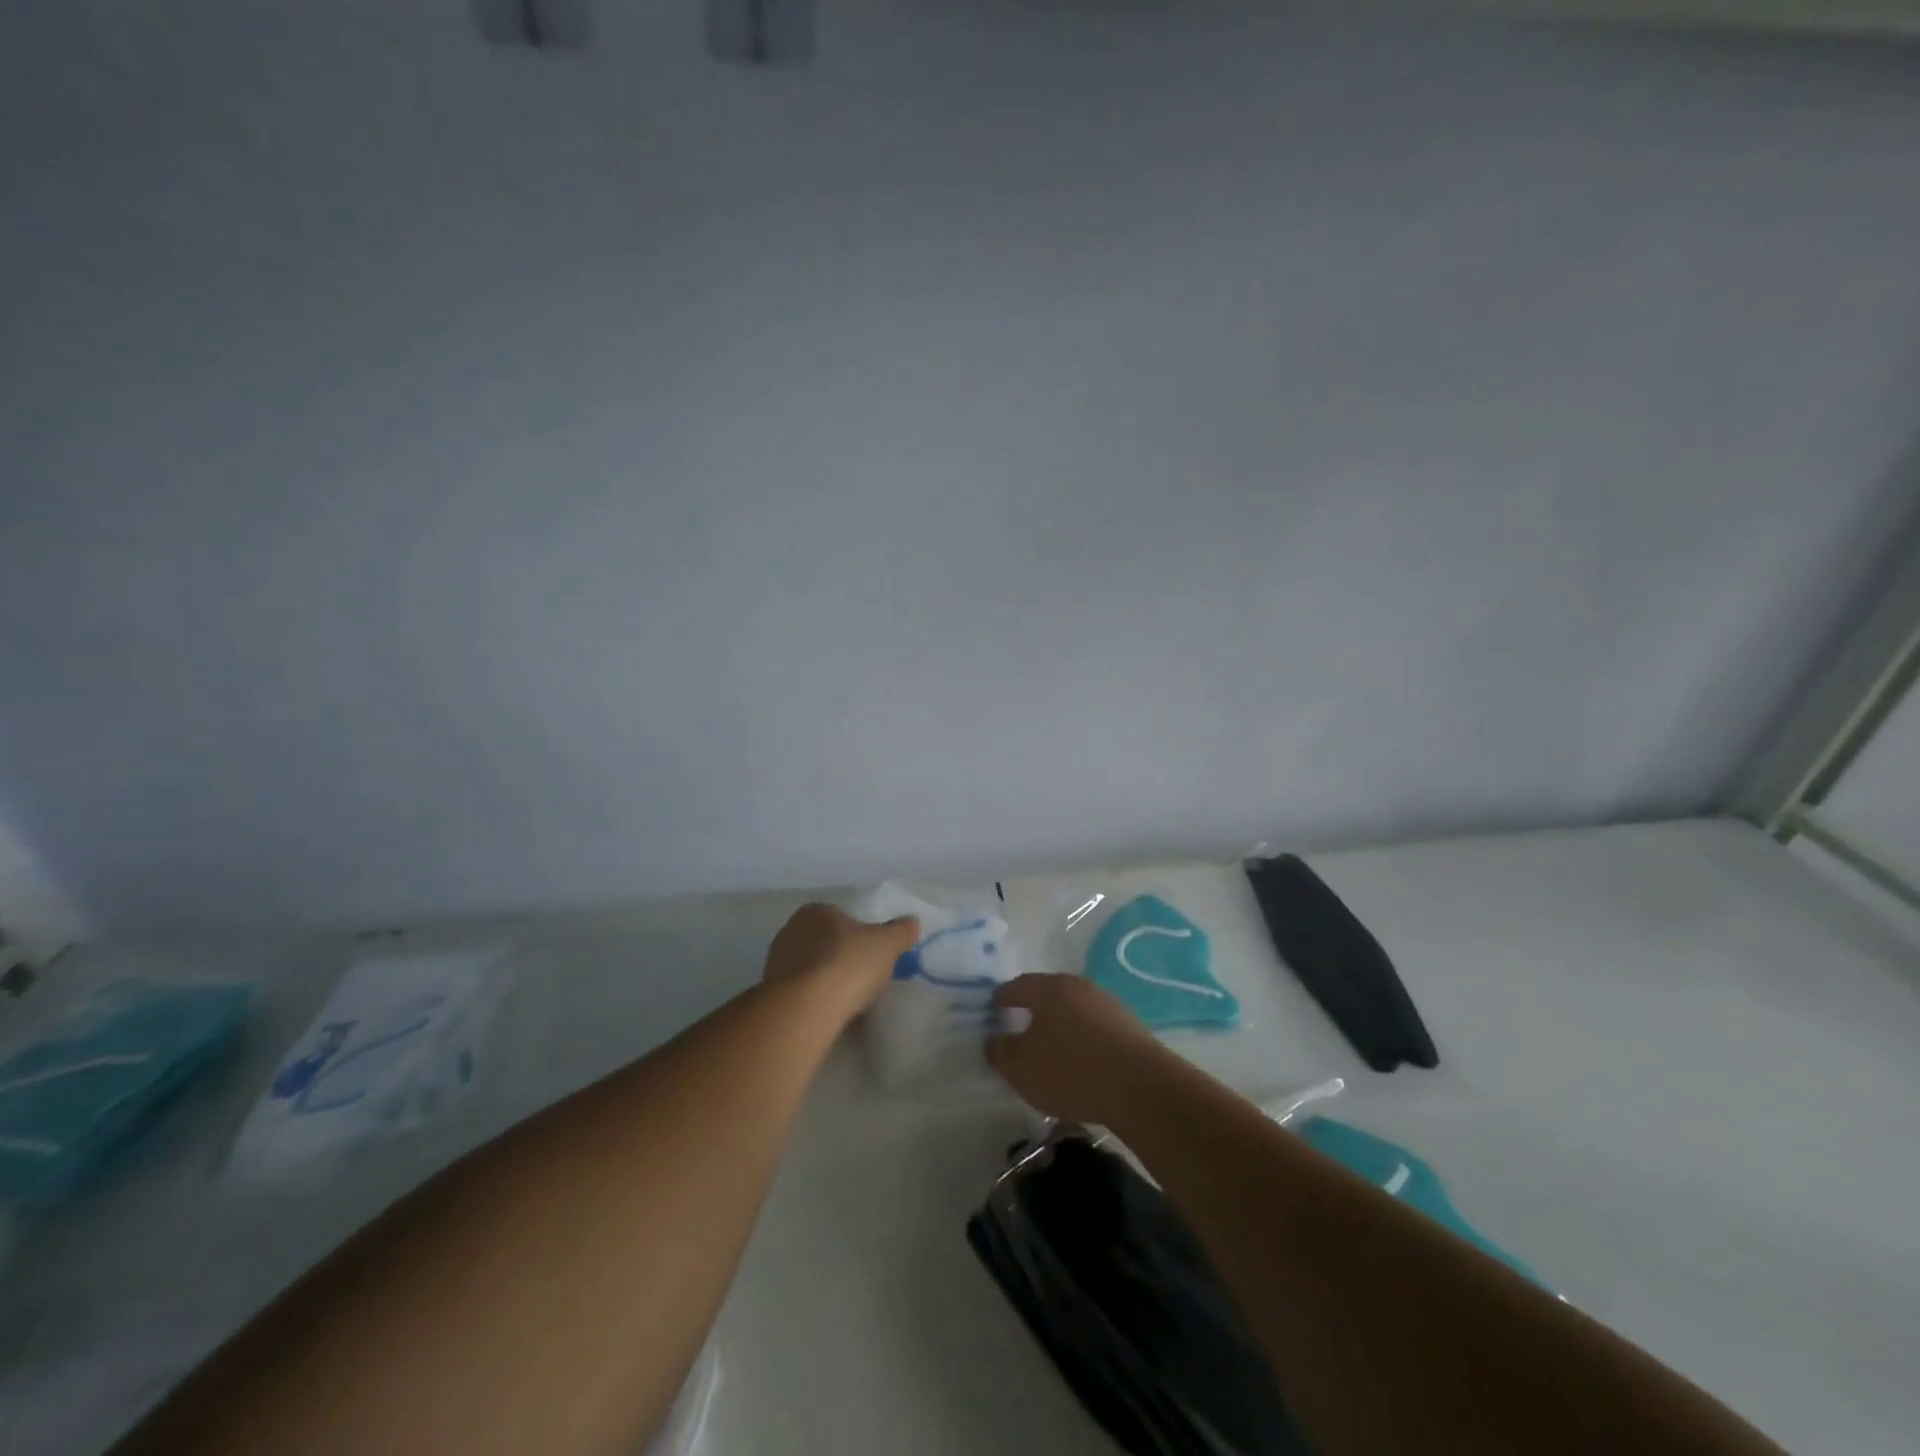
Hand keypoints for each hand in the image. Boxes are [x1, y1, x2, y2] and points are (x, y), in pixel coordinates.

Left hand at [763, 903, 917, 1019]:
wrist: (805, 1009)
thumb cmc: (848, 964)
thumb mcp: (887, 944)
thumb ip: (901, 931)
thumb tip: (913, 922)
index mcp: (816, 911)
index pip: (842, 918)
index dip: (861, 936)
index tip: (874, 956)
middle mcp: (791, 930)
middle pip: (827, 943)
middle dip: (843, 959)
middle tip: (865, 979)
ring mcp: (777, 963)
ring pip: (813, 969)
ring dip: (829, 982)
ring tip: (850, 1002)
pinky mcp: (771, 993)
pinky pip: (803, 993)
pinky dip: (817, 1001)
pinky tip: (832, 1015)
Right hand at [985, 974, 1167, 1125]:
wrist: (1141, 1087)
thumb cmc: (1071, 1069)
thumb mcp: (1021, 1067)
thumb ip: (1000, 1051)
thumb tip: (993, 1040)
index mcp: (1050, 989)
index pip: (1019, 986)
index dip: (1003, 996)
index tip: (993, 1005)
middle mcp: (1080, 987)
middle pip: (1050, 994)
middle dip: (1034, 1009)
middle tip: (1020, 1025)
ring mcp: (1109, 1005)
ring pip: (1075, 1011)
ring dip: (1061, 1026)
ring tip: (1051, 1049)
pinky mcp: (1130, 1028)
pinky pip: (1095, 1030)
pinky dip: (1083, 1041)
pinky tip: (1081, 1063)